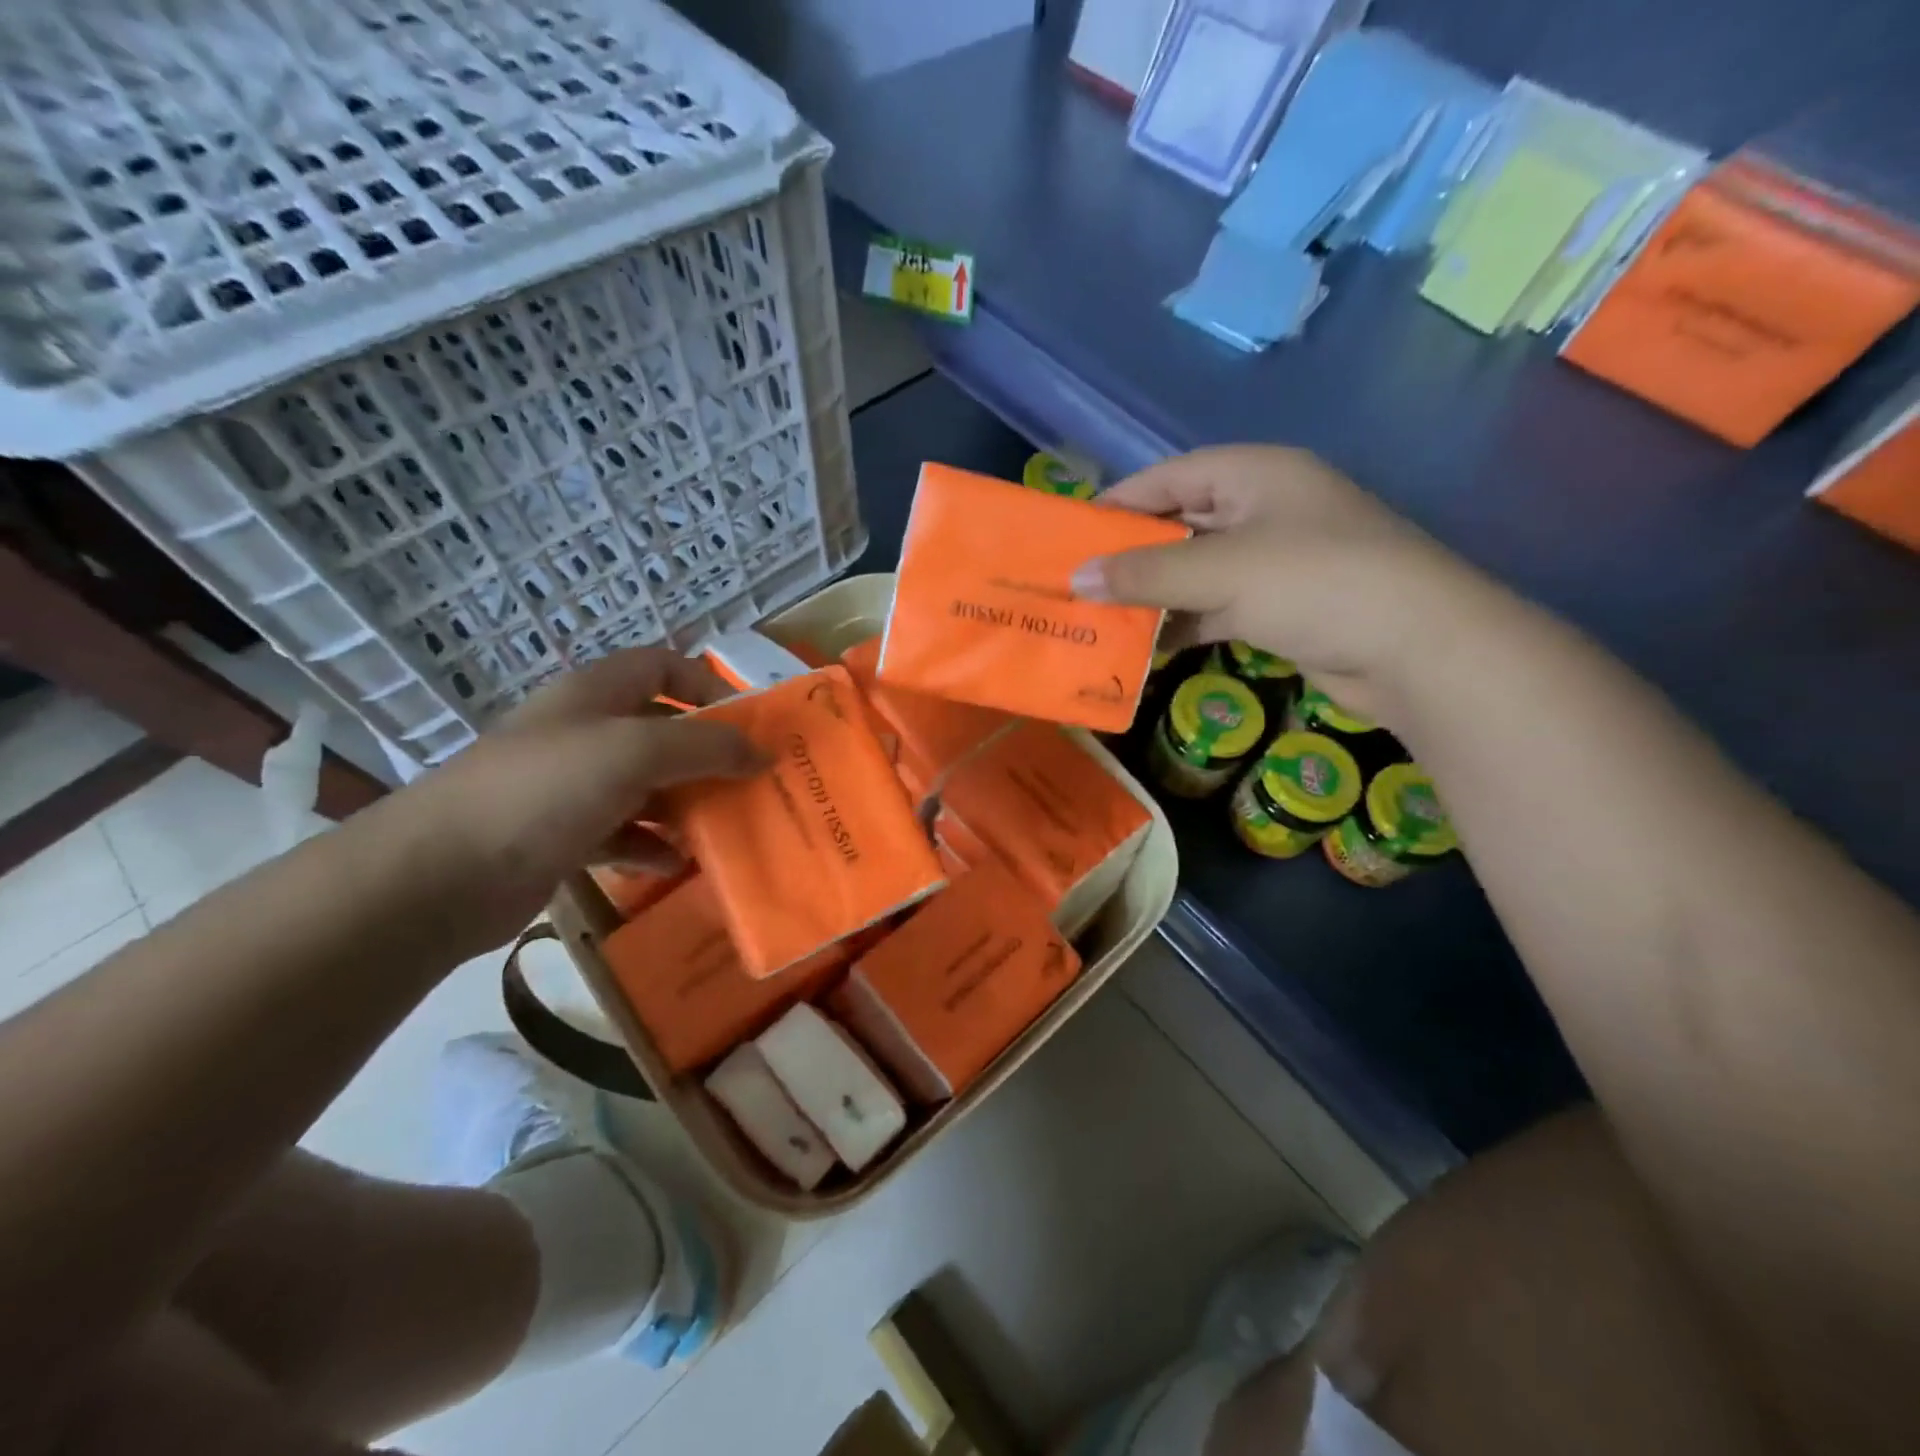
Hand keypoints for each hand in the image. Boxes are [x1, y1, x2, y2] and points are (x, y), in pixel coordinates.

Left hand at [398, 648, 762, 944]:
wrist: (442, 874)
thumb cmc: (545, 790)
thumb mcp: (635, 752)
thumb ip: (705, 746)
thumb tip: (762, 752)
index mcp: (595, 694)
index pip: (661, 665)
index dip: (706, 684)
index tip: (746, 722)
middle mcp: (584, 733)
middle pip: (660, 730)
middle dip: (706, 754)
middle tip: (752, 781)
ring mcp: (571, 787)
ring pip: (646, 785)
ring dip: (685, 803)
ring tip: (726, 824)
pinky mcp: (563, 836)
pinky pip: (624, 833)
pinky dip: (653, 845)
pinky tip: (677, 862)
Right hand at [1072, 446, 1488, 721]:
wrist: (1418, 649)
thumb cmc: (1316, 583)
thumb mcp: (1222, 571)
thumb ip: (1146, 574)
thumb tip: (1076, 580)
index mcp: (1255, 474)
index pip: (1169, 476)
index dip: (1118, 502)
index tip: (1070, 534)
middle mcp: (1264, 509)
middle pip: (1179, 524)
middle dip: (1130, 556)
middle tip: (1077, 583)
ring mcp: (1275, 561)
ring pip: (1195, 572)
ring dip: (1153, 596)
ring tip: (1099, 619)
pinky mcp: (1281, 607)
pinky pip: (1216, 607)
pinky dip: (1183, 624)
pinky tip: (1145, 647)